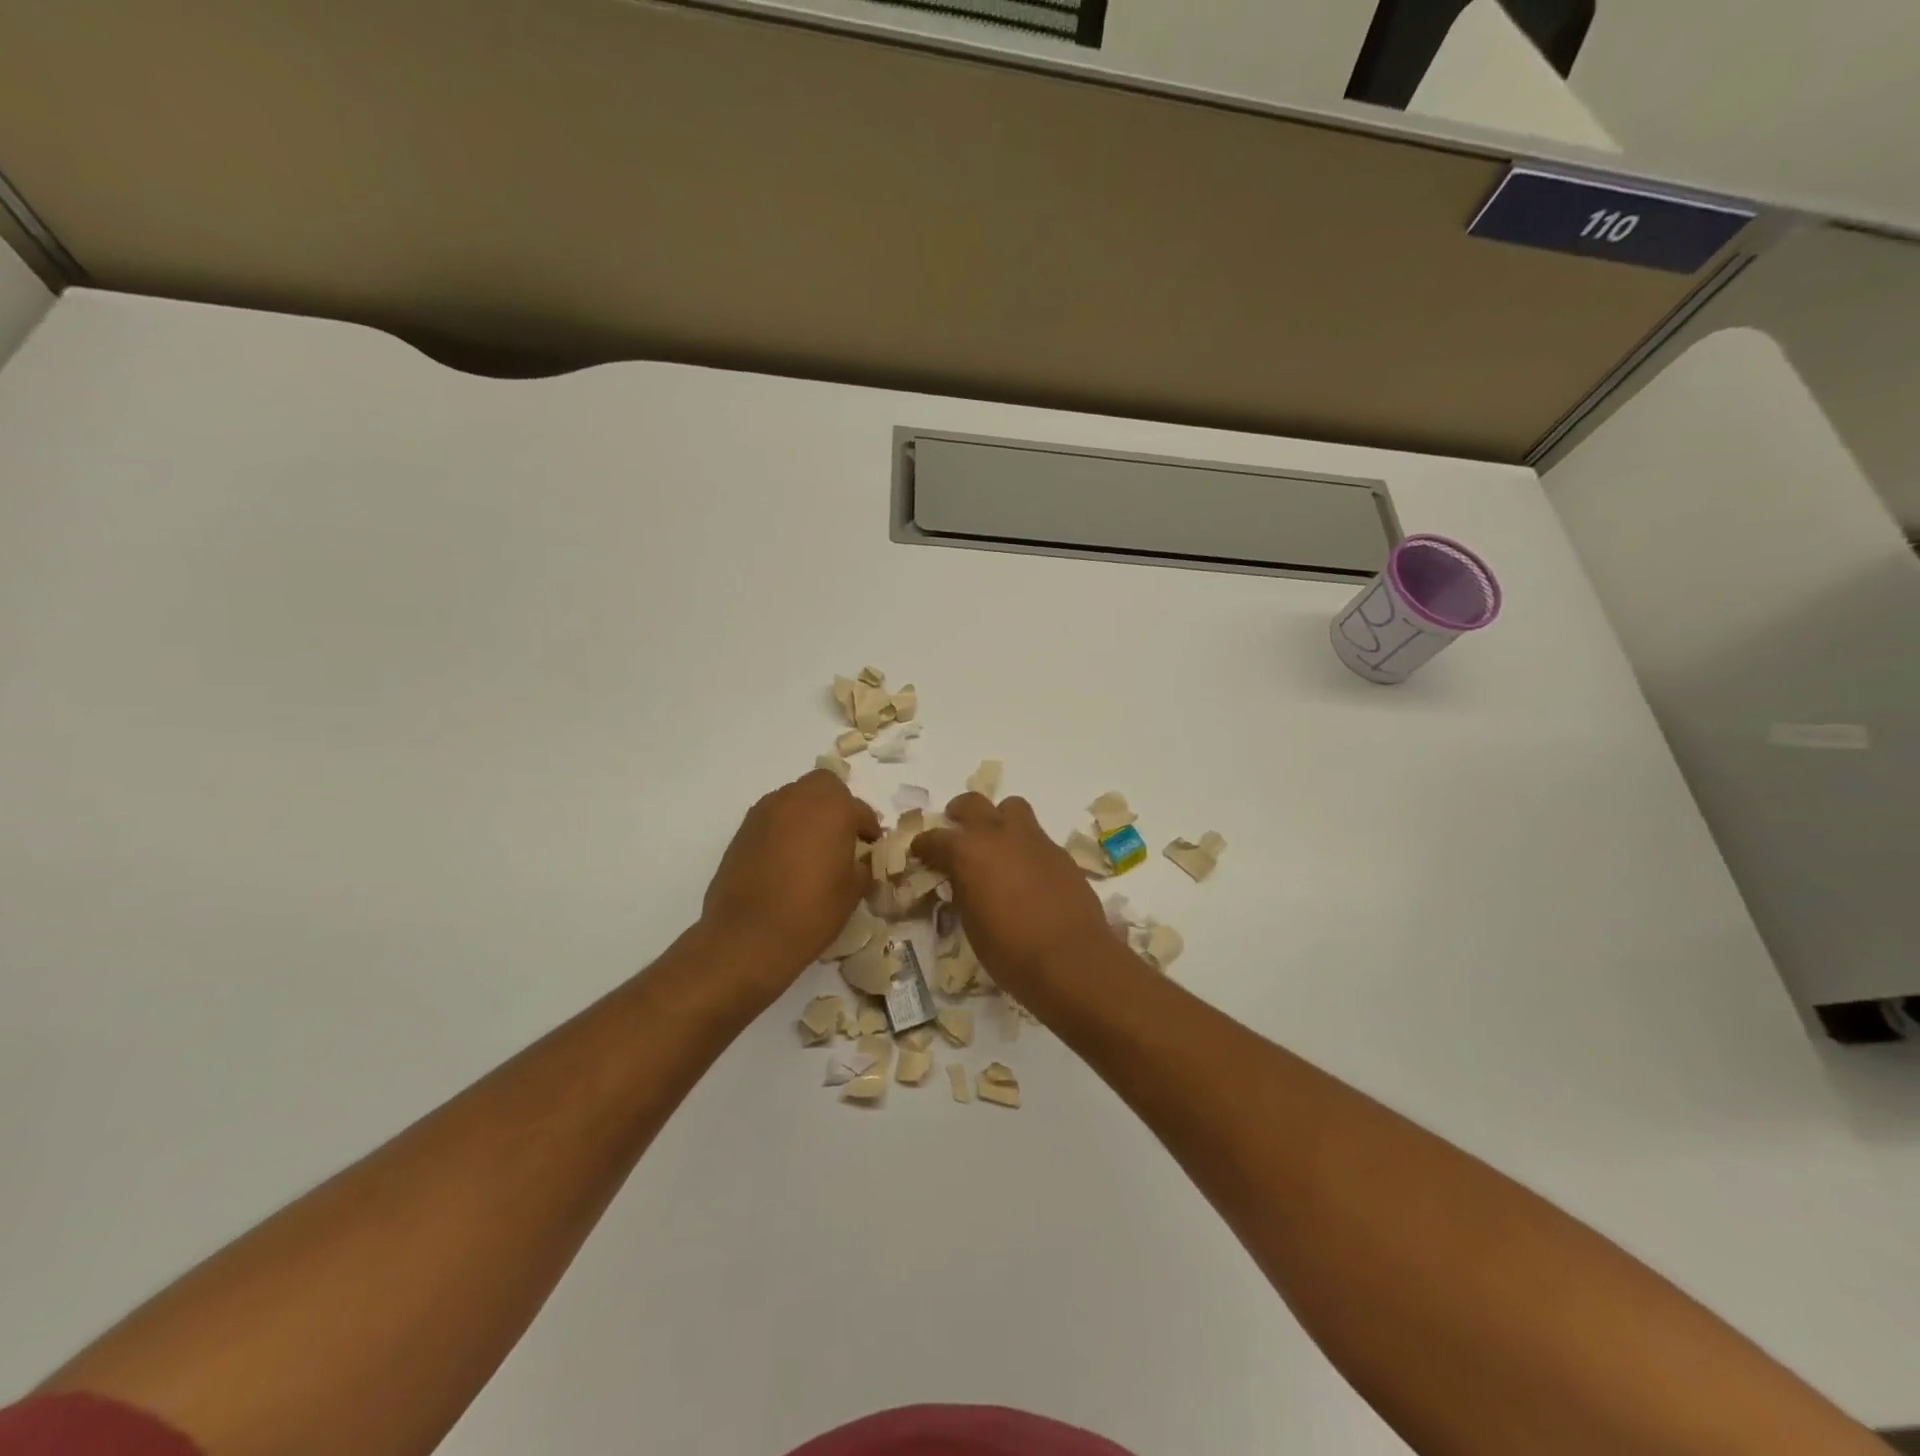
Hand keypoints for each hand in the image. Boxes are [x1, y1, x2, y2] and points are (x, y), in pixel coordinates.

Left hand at [700, 769, 881, 1002]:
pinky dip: (785, 828)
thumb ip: (861, 864)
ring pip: (795, 798)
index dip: (868, 828)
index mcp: (833, 808)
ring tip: (813, 849)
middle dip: (836, 805)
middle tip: (841, 837)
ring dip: (808, 814)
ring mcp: (766, 811)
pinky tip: (787, 859)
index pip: (859, 809)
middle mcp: (798, 798)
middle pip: (823, 786)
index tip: (870, 847)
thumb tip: (858, 858)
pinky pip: (773, 817)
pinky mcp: (743, 829)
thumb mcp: (853, 890)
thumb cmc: (812, 911)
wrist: (747, 936)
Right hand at [912, 793, 1116, 1006]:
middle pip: (973, 803)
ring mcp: (1033, 839)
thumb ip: (963, 890)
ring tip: (997, 842)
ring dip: (999, 819)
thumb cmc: (1009, 950)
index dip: (924, 845)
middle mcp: (999, 835)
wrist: (1070, 958)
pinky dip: (1025, 845)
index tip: (920, 851)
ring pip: (1012, 808)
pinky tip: (1027, 871)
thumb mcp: (971, 923)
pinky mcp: (1060, 852)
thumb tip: (963, 879)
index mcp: (968, 852)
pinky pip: (1037, 836)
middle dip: (960, 812)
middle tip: (957, 826)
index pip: (936, 838)